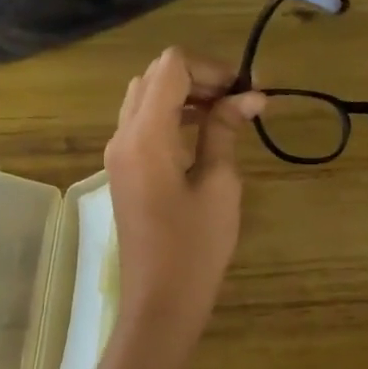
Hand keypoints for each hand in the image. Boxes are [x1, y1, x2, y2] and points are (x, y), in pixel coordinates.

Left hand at [103, 48, 264, 343]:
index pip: (171, 67)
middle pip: (155, 77)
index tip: (246, 90)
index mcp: (145, 135)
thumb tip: (249, 97)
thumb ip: (225, 131)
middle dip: (198, 78)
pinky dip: (171, 116)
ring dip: (184, 95)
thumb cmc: (196, 247)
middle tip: (239, 101)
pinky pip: (142, 124)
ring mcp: (118, 154)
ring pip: (145, 98)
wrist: (160, 301)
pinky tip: (202, 135)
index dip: (211, 68)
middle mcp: (123, 136)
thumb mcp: (219, 184)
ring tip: (226, 115)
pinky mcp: (123, 170)